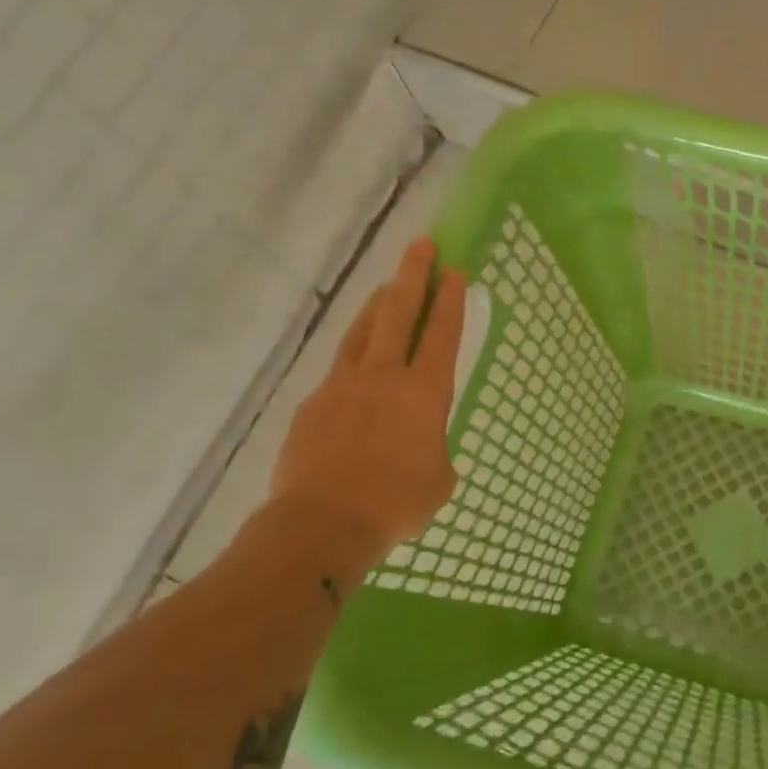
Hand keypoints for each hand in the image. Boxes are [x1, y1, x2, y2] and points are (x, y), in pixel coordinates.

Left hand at [267, 238, 464, 571]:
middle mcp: (384, 377)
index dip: (450, 301)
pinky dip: (352, 356)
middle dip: (413, 276)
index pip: (441, 334)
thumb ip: (435, 449)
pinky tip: (355, 365)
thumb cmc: (396, 504)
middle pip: (399, 313)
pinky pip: (337, 368)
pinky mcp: (313, 403)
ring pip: (362, 331)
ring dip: (378, 304)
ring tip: (387, 286)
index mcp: (424, 393)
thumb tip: (422, 445)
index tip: (454, 271)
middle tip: (421, 245)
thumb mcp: (439, 479)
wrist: (322, 524)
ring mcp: (343, 386)